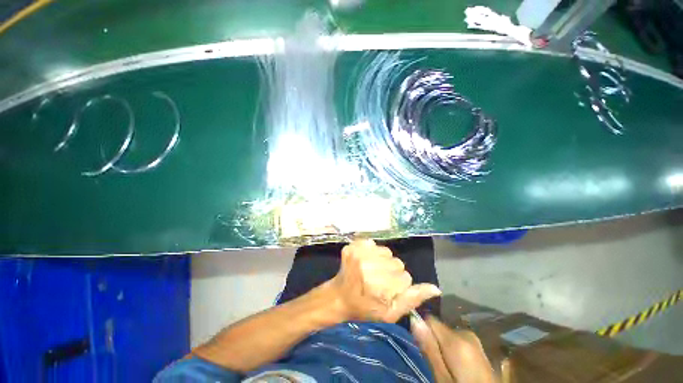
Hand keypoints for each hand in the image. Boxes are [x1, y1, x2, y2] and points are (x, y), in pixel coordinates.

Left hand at [328, 239, 440, 322]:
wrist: (339, 296)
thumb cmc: (365, 308)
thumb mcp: (390, 313)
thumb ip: (412, 299)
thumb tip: (435, 288)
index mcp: (378, 285)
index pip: (405, 277)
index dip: (399, 285)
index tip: (388, 291)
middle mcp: (368, 265)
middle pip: (397, 262)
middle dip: (392, 272)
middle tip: (379, 281)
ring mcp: (358, 252)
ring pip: (387, 251)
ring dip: (384, 260)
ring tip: (373, 270)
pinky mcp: (352, 245)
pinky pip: (373, 243)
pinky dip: (372, 251)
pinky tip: (366, 261)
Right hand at [411, 315, 497, 382]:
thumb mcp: (442, 377)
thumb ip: (429, 348)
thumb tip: (414, 319)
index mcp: (457, 338)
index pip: (429, 319)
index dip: (421, 328)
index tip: (418, 343)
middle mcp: (466, 333)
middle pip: (439, 327)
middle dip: (433, 340)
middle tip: (433, 361)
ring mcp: (474, 339)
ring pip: (447, 334)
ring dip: (442, 346)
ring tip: (444, 365)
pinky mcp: (478, 347)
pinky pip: (457, 340)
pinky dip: (452, 349)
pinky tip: (455, 365)